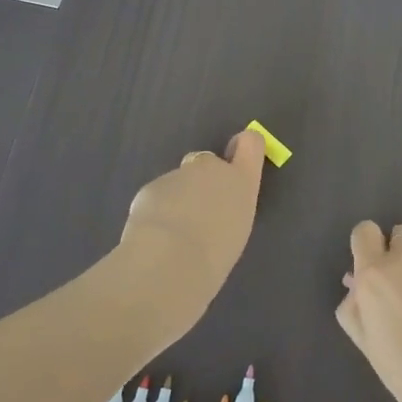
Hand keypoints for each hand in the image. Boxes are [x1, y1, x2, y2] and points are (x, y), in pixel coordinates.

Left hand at [115, 128, 267, 331]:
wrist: (171, 258)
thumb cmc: (215, 253)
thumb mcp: (235, 231)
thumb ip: (227, 209)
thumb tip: (213, 208)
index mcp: (241, 181)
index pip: (250, 143)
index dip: (244, 145)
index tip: (237, 155)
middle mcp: (211, 168)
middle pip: (207, 163)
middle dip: (201, 181)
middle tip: (197, 216)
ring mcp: (179, 174)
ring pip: (178, 183)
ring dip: (177, 200)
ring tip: (174, 236)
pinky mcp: (151, 186)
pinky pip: (157, 196)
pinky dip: (156, 211)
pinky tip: (154, 237)